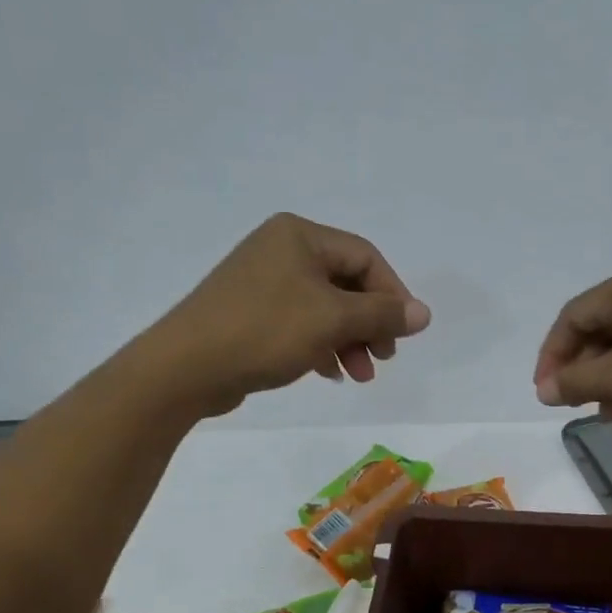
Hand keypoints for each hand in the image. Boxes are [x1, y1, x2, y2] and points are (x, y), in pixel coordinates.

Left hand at [151, 213, 430, 416]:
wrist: (187, 367)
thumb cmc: (265, 331)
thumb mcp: (333, 320)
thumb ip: (382, 314)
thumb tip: (424, 313)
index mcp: (300, 236)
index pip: (365, 257)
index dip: (392, 295)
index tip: (404, 334)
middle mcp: (281, 250)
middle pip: (346, 284)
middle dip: (370, 324)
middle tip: (383, 359)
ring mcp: (263, 282)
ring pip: (325, 308)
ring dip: (349, 341)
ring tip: (359, 376)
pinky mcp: (251, 313)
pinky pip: (301, 323)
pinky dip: (322, 346)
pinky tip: (330, 374)